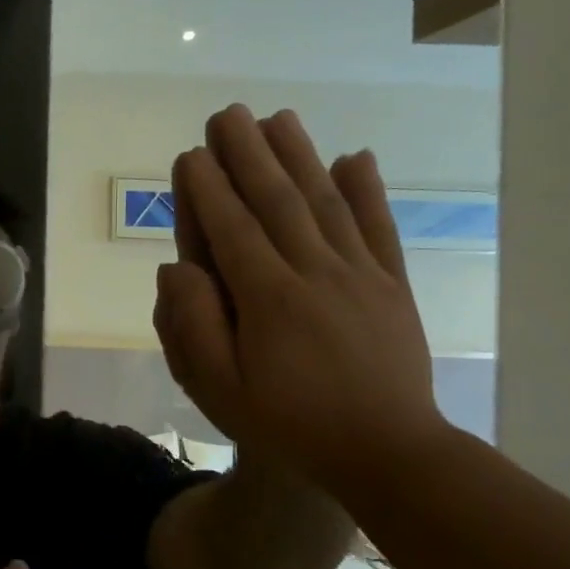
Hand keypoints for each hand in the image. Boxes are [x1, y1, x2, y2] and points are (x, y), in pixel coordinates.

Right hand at [155, 104, 451, 492]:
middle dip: (249, 153)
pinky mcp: (392, 286)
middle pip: (277, 201)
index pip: (231, 229)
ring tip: (280, 117)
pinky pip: (378, 228)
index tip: (191, 153)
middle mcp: (315, 273)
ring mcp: (360, 276)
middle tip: (228, 113)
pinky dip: (368, 190)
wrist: (388, 454)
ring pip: (326, 202)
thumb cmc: (289, 424)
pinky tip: (356, 156)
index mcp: (268, 299)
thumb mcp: (220, 390)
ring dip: (300, 156)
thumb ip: (193, 327)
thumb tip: (177, 268)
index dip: (208, 188)